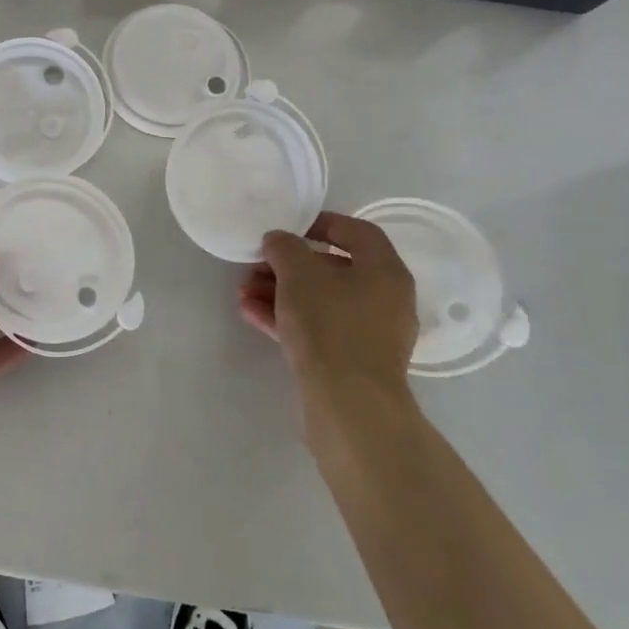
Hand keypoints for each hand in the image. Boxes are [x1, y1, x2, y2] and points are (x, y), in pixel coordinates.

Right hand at [238, 211, 420, 457]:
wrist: (348, 405)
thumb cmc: (329, 324)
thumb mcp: (298, 273)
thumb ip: (284, 247)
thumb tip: (278, 240)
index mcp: (385, 271)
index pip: (358, 232)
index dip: (323, 223)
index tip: (289, 227)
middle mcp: (385, 300)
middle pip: (333, 269)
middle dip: (289, 265)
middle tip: (256, 264)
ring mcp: (370, 334)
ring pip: (320, 301)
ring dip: (281, 293)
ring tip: (244, 292)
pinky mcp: (352, 363)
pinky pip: (317, 329)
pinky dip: (287, 318)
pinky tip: (251, 314)